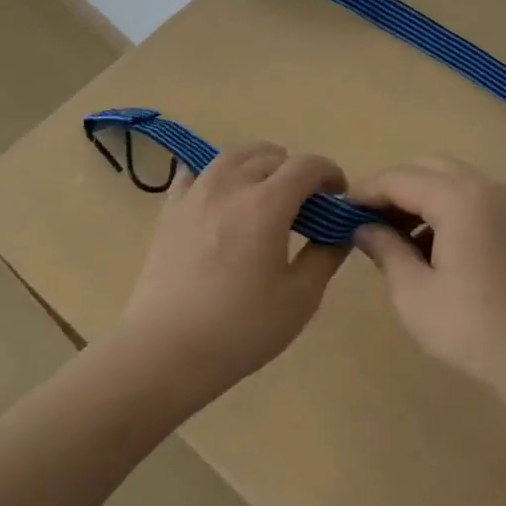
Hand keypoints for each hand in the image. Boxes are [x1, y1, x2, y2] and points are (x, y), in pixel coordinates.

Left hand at [117, 141, 349, 409]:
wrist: (166, 351)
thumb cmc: (241, 328)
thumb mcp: (300, 298)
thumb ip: (326, 256)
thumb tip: (340, 231)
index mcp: (267, 204)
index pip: (307, 165)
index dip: (330, 174)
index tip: (338, 198)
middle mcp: (230, 185)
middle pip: (271, 155)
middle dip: (296, 171)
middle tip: (304, 205)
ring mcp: (195, 193)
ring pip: (233, 156)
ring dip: (258, 165)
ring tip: (265, 196)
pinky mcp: (170, 209)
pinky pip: (197, 172)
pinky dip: (217, 176)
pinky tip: (222, 201)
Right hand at [349, 158, 505, 417]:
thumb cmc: (473, 330)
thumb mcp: (414, 294)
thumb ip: (384, 249)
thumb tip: (362, 227)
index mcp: (460, 199)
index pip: (399, 178)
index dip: (365, 192)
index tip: (337, 212)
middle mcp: (486, 186)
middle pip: (426, 168)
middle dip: (392, 190)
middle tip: (364, 223)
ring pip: (449, 179)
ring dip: (417, 198)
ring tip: (391, 237)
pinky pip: (470, 196)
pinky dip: (443, 207)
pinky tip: (427, 245)